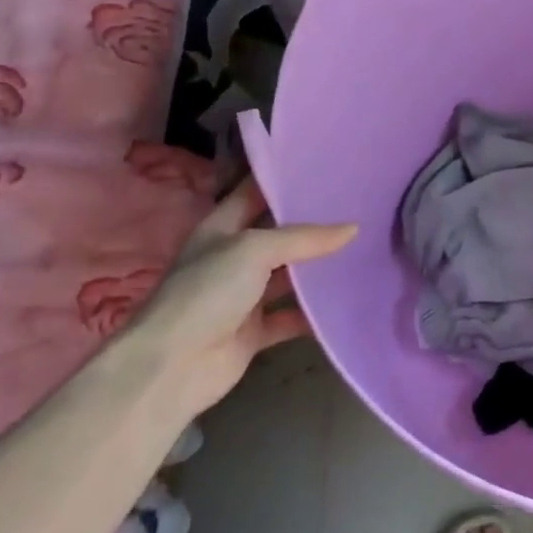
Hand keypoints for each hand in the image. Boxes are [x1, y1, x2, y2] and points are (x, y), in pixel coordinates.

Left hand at [121, 177, 355, 417]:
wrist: (172, 367)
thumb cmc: (206, 292)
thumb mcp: (253, 249)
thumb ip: (303, 238)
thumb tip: (353, 228)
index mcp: (221, 228)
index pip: (255, 192)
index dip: (284, 178)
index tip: (324, 166)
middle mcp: (232, 258)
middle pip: (277, 234)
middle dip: (311, 222)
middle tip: (356, 205)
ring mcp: (242, 296)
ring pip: (287, 276)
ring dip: (316, 268)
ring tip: (360, 249)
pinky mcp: (254, 331)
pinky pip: (291, 317)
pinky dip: (313, 314)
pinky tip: (345, 301)